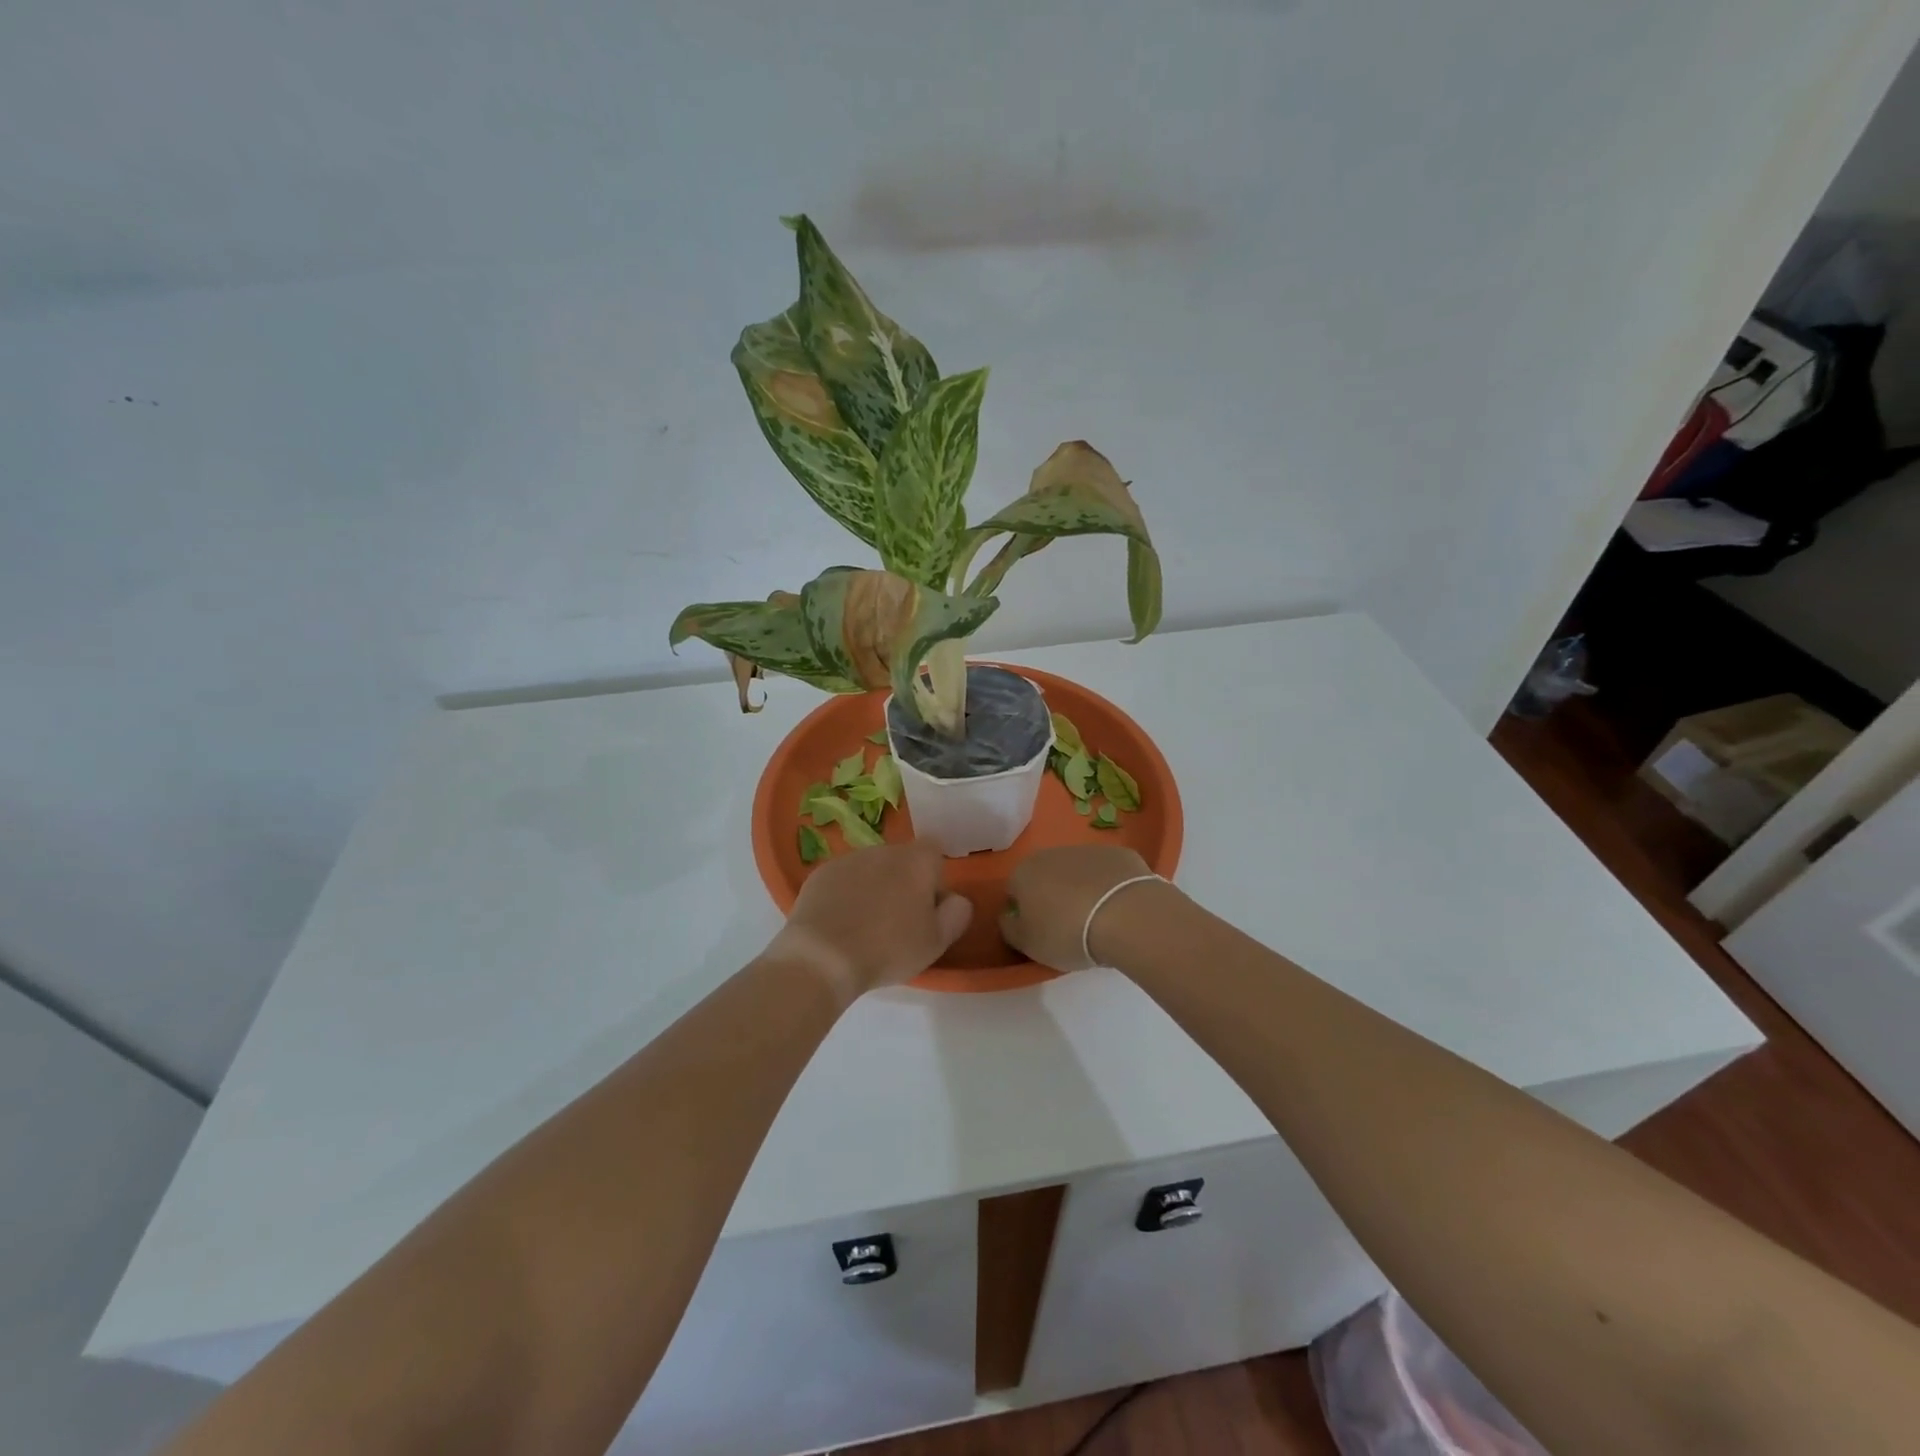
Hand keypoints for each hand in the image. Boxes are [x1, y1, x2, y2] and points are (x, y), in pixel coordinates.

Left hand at [767, 841, 973, 1002]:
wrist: (823, 957)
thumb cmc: (888, 949)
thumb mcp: (937, 941)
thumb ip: (956, 913)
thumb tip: (955, 898)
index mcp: (917, 861)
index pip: (935, 851)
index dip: (934, 877)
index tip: (927, 908)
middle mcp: (884, 850)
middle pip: (902, 860)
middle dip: (903, 883)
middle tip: (898, 922)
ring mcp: (849, 859)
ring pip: (871, 869)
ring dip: (874, 888)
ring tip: (865, 926)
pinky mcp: (821, 873)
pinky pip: (843, 879)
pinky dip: (846, 894)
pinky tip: (840, 924)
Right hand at [1000, 845, 1162, 969]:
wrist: (1126, 915)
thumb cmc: (1067, 932)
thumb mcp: (1028, 944)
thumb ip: (1010, 928)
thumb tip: (1009, 917)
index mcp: (1024, 871)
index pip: (1014, 890)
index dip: (1024, 912)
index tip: (1040, 932)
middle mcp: (1052, 852)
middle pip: (1046, 876)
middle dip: (1053, 897)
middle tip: (1067, 928)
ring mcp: (1088, 850)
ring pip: (1078, 872)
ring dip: (1082, 890)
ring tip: (1097, 921)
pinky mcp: (1120, 854)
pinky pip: (1108, 872)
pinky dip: (1110, 887)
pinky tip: (1120, 909)